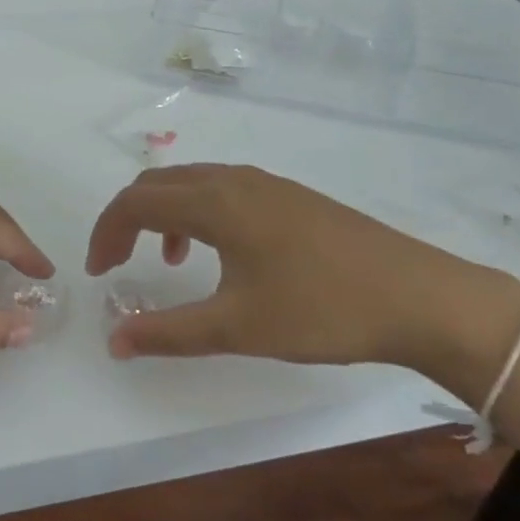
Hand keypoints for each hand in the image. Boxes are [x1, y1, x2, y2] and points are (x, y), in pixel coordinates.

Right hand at [86, 164, 519, 393]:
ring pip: (191, 182)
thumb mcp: (238, 327)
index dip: (106, 233)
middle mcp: (233, 179)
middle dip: (128, 219)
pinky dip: (197, 212)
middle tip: (120, 263)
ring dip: (164, 214)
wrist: (420, 296)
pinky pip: (222, 189)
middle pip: (157, 184)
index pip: (135, 202)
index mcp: (215, 202)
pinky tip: (221, 254)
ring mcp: (265, 183)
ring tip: (170, 261)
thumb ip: (168, 332)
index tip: (100, 273)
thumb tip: (114, 341)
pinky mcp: (289, 195)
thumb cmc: (322, 309)